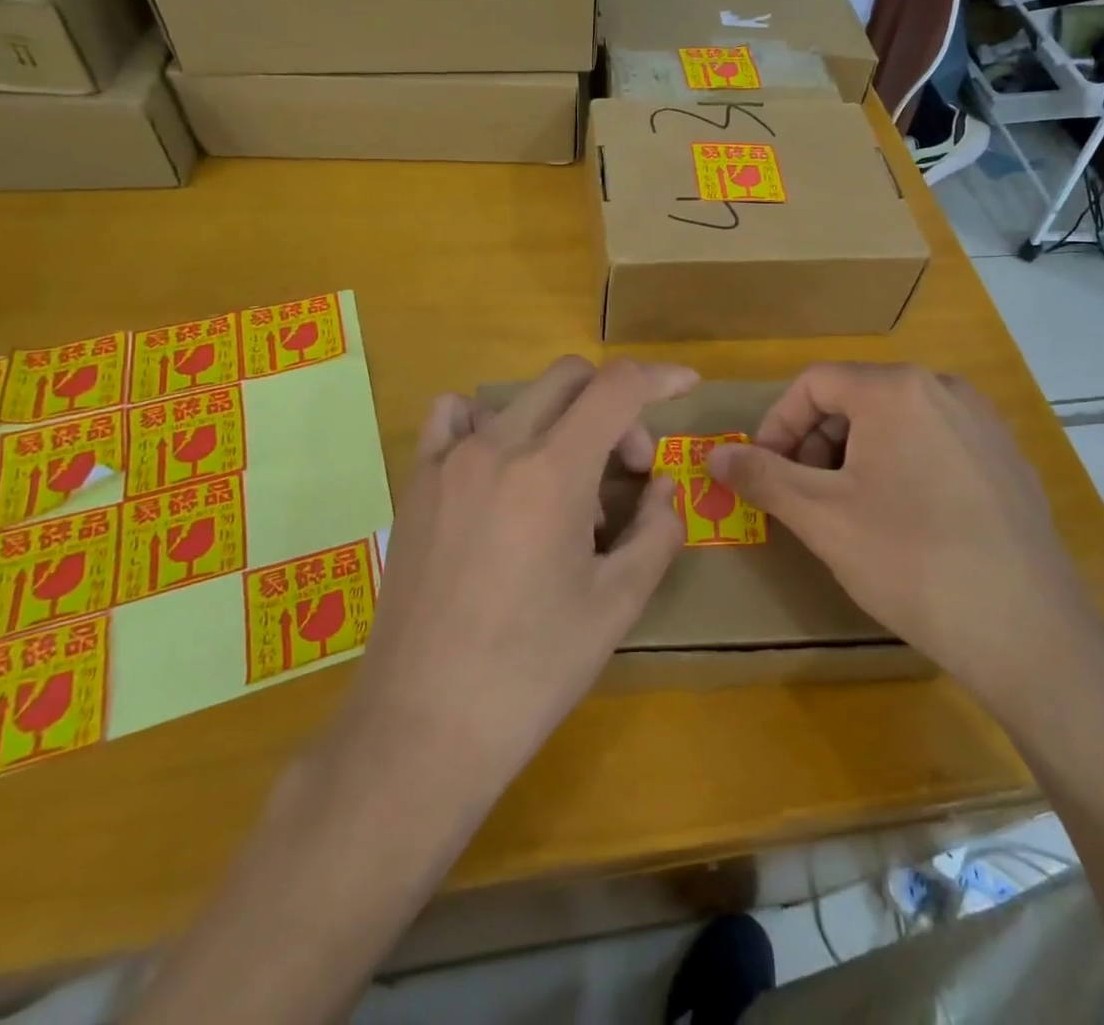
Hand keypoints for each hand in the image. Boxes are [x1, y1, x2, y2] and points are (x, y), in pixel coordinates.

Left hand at [331, 357, 696, 790]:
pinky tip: (501, 469)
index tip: (688, 386)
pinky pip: (455, 418)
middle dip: (616, 409)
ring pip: (521, 397)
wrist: (423, 726)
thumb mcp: (617, 604)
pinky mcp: (415, 484)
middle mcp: (498, 447)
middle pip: (572, 379)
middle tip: (627, 472)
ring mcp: (448, 461)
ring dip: (561, 419)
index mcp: (553, 472)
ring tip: (565, 486)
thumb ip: (657, 530)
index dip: (661, 377)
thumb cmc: (532, 672)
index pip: (617, 387)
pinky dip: (492, 422)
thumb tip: (663, 487)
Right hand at [705, 363, 1103, 721]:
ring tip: (850, 510)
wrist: (1028, 632)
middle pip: (856, 397)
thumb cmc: (910, 561)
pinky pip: (934, 441)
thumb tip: (714, 456)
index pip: (814, 383)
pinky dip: (900, 464)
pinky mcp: (1005, 457)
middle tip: (804, 494)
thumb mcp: (821, 517)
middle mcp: (943, 388)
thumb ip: (762, 476)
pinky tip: (904, 520)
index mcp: (896, 389)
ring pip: (895, 420)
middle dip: (816, 441)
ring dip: (855, 454)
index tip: (764, 471)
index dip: (777, 423)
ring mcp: (982, 421)